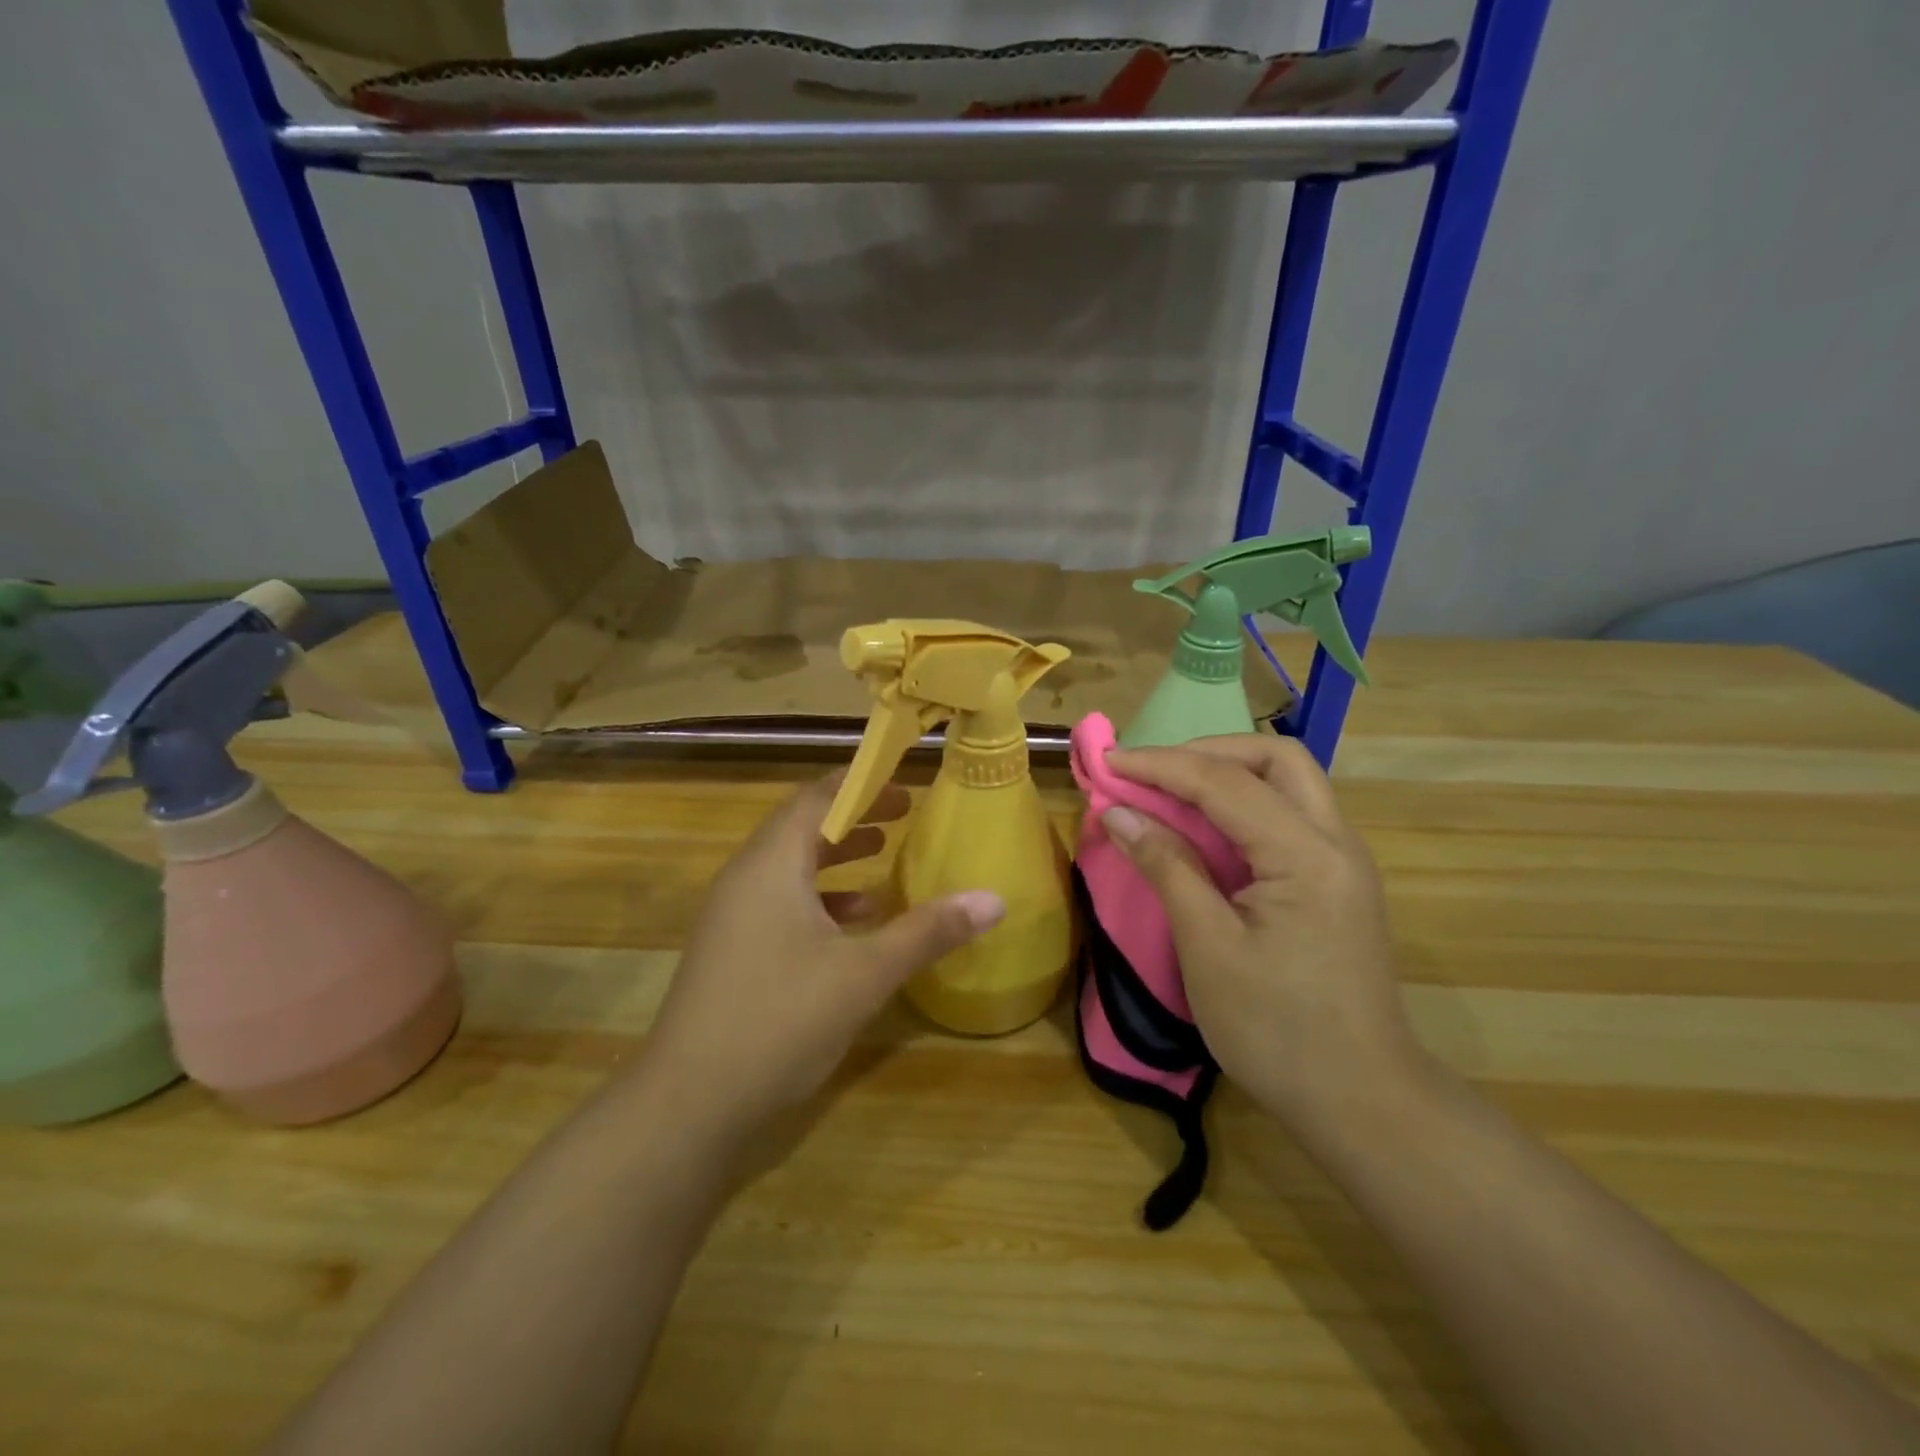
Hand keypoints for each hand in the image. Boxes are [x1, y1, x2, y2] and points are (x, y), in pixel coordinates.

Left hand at [638, 774, 1004, 1147]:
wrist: (687, 1105)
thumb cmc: (779, 1020)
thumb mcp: (864, 974)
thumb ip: (928, 931)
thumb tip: (993, 899)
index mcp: (770, 866)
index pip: (815, 799)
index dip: (860, 785)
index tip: (903, 784)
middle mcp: (745, 879)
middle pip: (801, 828)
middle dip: (853, 818)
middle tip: (903, 814)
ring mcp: (732, 917)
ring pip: (790, 868)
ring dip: (835, 858)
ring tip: (883, 857)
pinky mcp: (731, 952)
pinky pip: (780, 903)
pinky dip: (819, 900)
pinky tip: (854, 925)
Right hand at [1100, 735, 1418, 1130]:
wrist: (1363, 1102)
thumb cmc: (1276, 1030)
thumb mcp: (1208, 947)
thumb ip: (1166, 867)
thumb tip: (1118, 813)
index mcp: (1306, 855)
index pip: (1225, 782)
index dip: (1160, 765)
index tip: (1108, 760)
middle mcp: (1336, 842)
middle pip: (1276, 758)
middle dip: (1208, 751)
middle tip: (1152, 771)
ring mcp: (1343, 861)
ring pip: (1288, 782)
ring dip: (1227, 773)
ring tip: (1170, 791)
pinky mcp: (1337, 882)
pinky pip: (1289, 817)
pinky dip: (1243, 805)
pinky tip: (1207, 829)